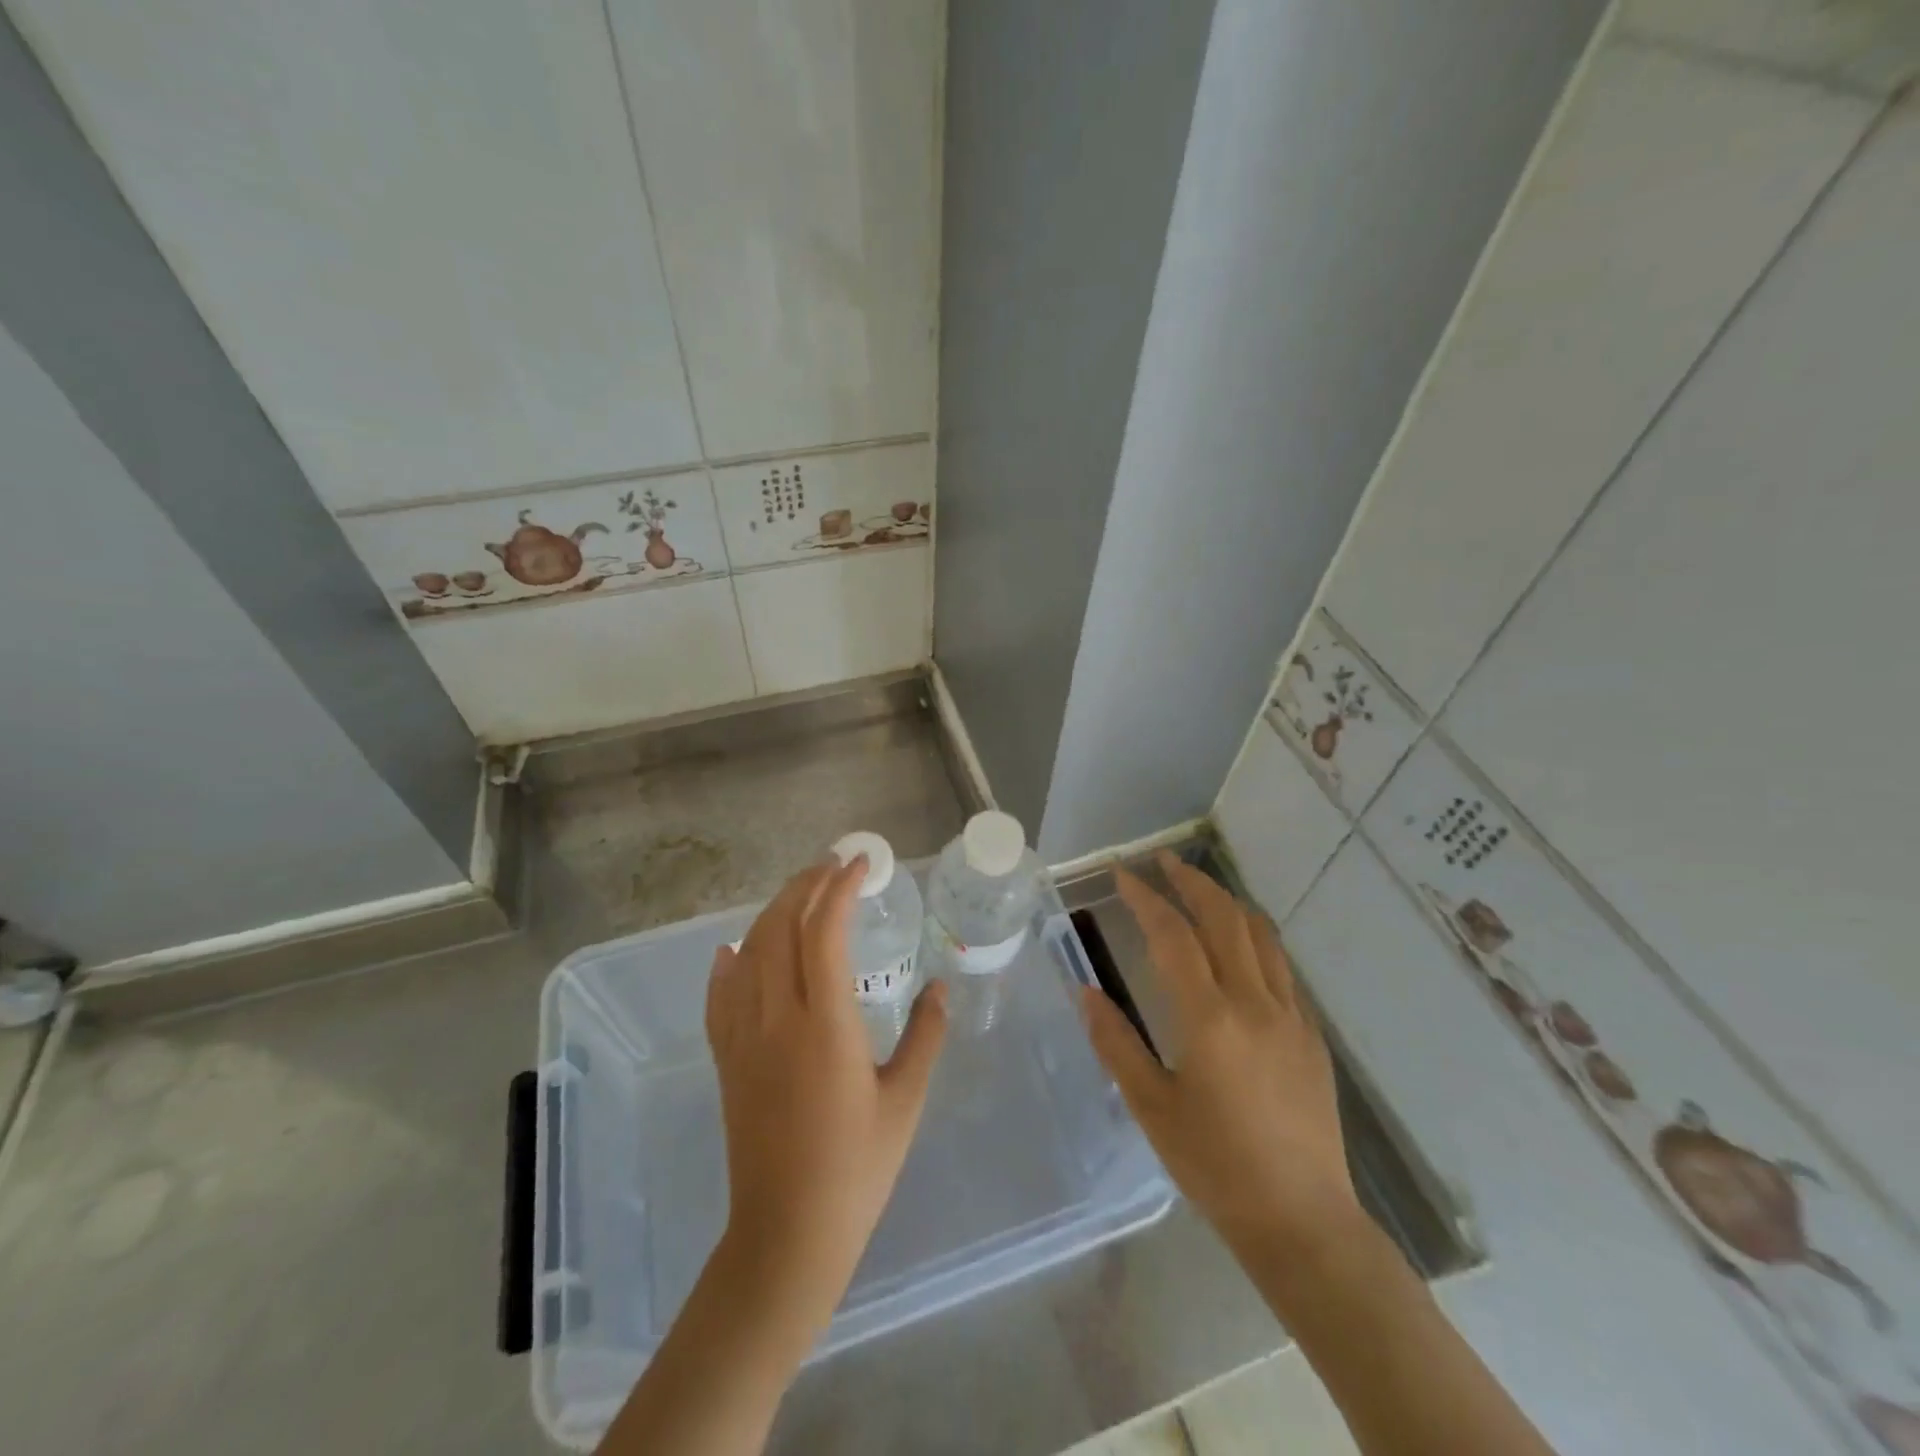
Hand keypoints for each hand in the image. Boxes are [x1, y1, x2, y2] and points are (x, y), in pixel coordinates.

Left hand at [705, 855, 947, 1328]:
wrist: (787, 1234)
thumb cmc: (857, 1168)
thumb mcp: (905, 1100)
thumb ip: (925, 1035)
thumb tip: (940, 987)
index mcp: (825, 1024)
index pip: (824, 930)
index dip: (841, 887)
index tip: (861, 863)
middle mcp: (777, 1018)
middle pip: (780, 927)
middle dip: (806, 885)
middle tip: (833, 866)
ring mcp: (744, 1037)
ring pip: (749, 951)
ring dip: (774, 912)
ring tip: (801, 894)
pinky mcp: (727, 1059)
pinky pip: (720, 994)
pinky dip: (730, 961)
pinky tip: (737, 949)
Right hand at [1083, 852, 1358, 1257]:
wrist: (1304, 1221)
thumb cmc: (1216, 1167)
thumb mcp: (1151, 1107)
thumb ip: (1115, 1043)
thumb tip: (1084, 991)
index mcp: (1209, 1018)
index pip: (1173, 936)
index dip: (1146, 899)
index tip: (1123, 875)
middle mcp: (1254, 1003)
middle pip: (1224, 918)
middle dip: (1191, 882)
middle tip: (1163, 862)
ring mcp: (1290, 1016)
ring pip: (1260, 935)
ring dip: (1227, 902)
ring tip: (1199, 889)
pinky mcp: (1311, 1035)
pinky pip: (1280, 967)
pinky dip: (1254, 938)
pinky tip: (1239, 946)